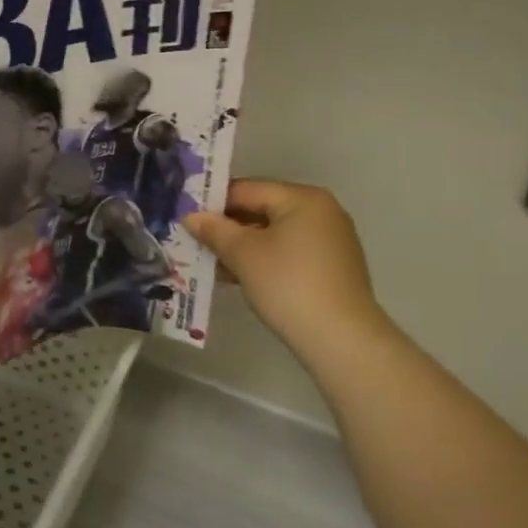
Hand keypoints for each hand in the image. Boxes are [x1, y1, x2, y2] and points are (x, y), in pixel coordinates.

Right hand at [185, 179, 395, 363]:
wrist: (340, 338)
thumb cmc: (288, 284)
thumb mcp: (243, 253)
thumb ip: (214, 230)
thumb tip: (191, 216)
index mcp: (303, 198)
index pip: (246, 189)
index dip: (213, 203)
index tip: (187, 219)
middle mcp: (321, 211)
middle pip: (261, 210)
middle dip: (227, 227)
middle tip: (195, 243)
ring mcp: (330, 240)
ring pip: (273, 233)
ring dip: (242, 247)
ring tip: (212, 264)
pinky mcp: (332, 267)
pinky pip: (288, 252)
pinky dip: (264, 260)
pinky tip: (239, 278)